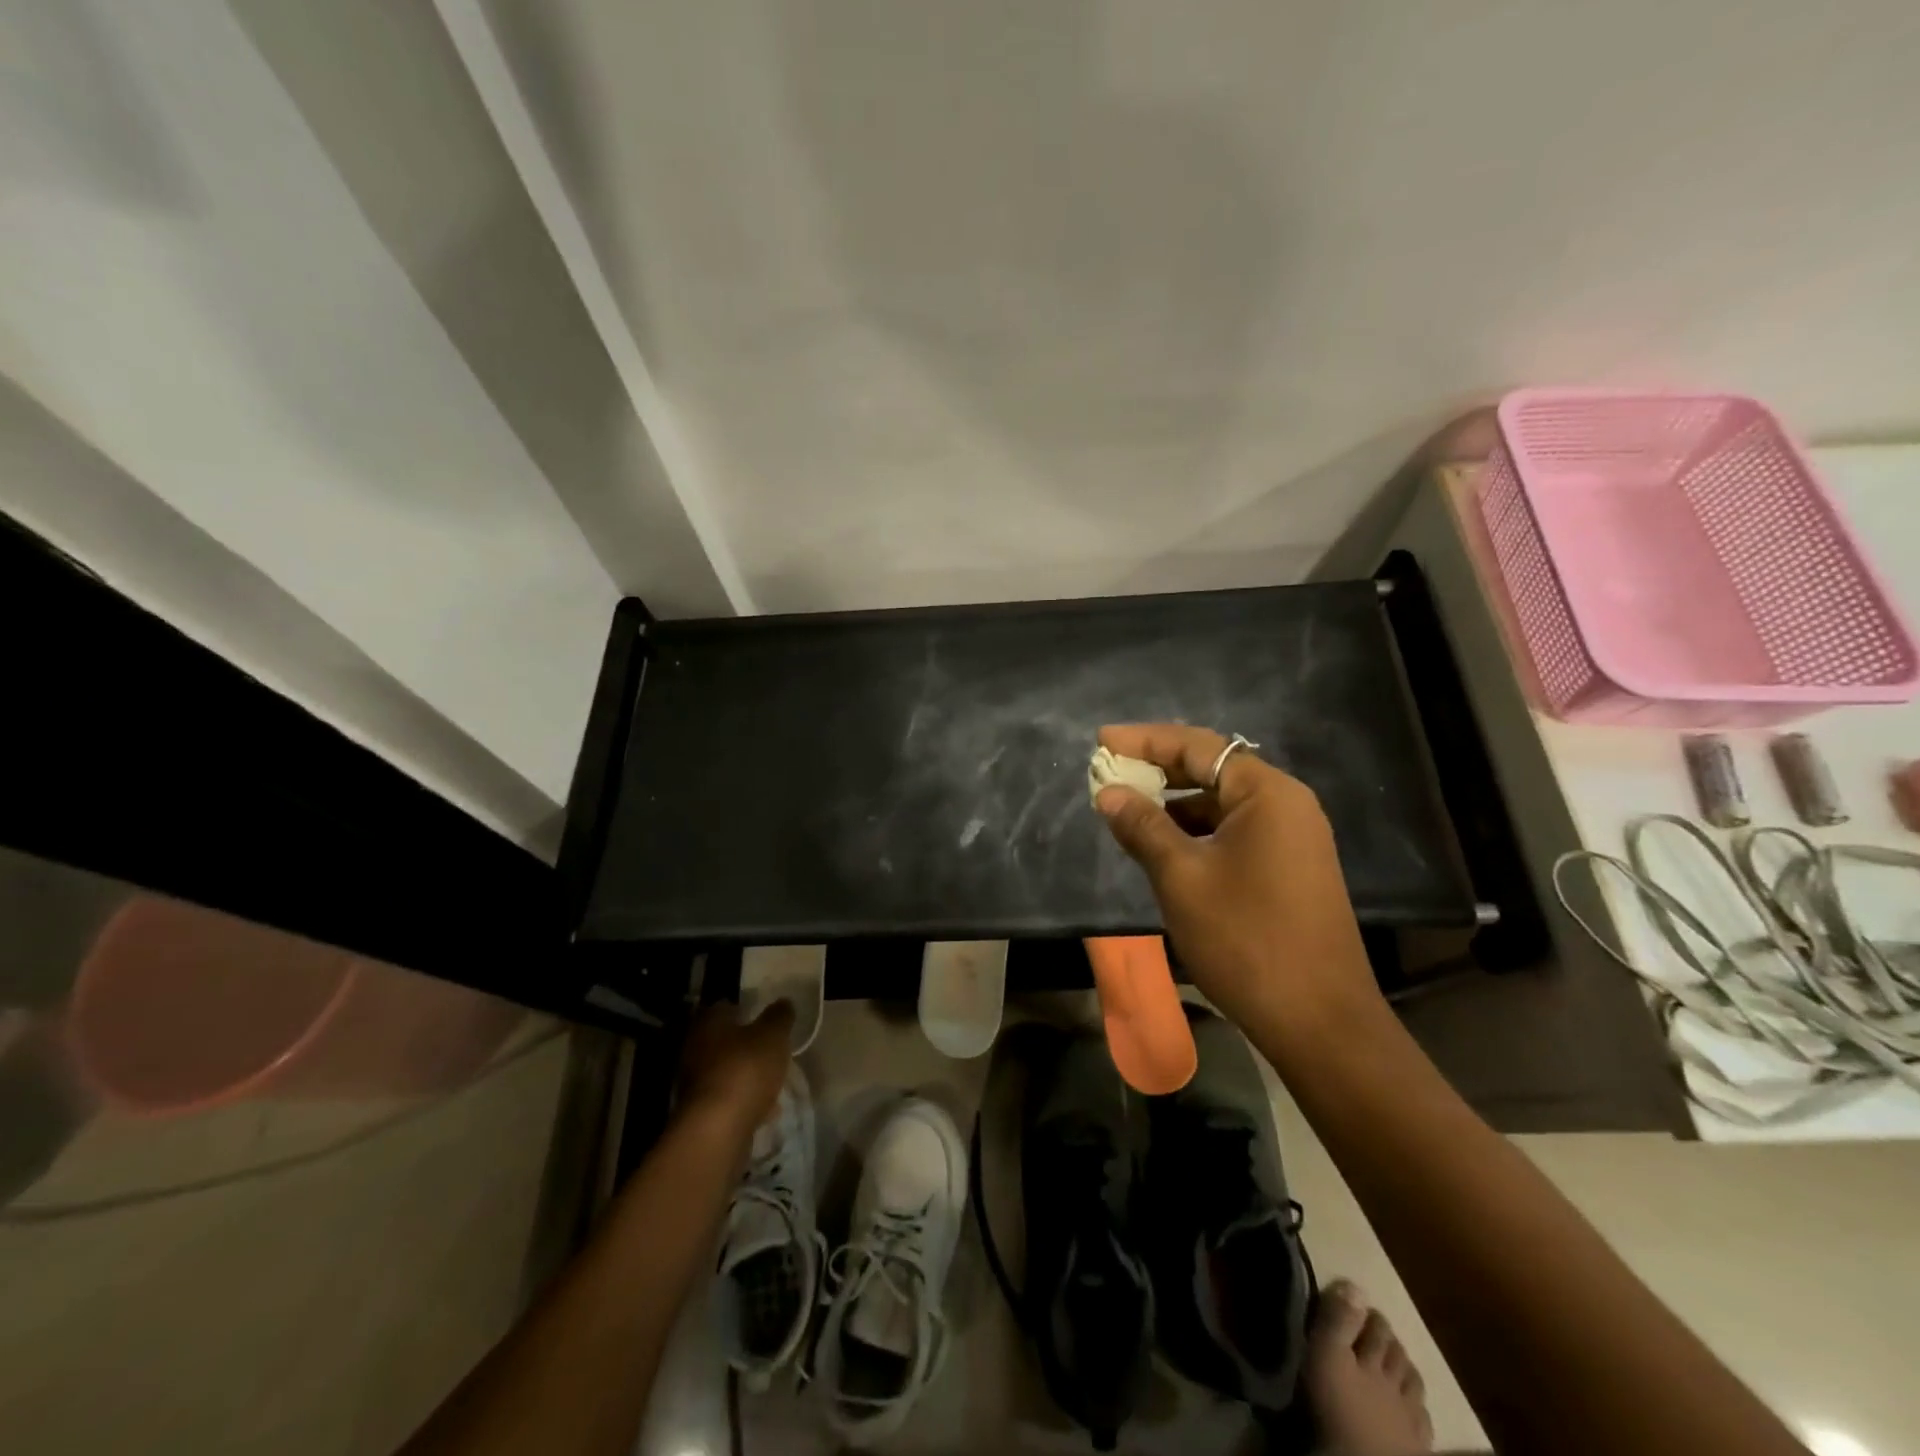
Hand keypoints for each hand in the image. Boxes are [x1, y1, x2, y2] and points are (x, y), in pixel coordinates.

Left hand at [676, 1003, 793, 1136]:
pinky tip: (766, 1109)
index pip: (726, 1007)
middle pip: (725, 1041)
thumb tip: (783, 1002)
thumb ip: (779, 1016)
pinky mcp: (701, 1114)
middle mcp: (694, 1049)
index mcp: (708, 1023)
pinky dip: (744, 1101)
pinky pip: (728, 1099)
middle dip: (747, 1046)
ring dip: (746, 1075)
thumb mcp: (773, 1035)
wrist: (717, 1131)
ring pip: (726, 1071)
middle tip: (772, 1049)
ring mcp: (694, 1084)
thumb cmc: (745, 1069)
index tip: (767, 1018)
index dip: (747, 1010)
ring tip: (774, 1080)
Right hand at [1093, 724, 1382, 1040]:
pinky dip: (1196, 831)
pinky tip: (1163, 846)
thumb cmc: (1245, 939)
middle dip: (1158, 769)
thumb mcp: (1181, 877)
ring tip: (1127, 811)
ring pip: (1222, 804)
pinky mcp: (1290, 868)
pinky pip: (1234, 832)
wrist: (1318, 1021)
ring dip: (1174, 804)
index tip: (1101, 741)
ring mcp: (1292, 838)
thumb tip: (1109, 793)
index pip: (1197, 747)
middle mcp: (1286, 805)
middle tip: (1109, 772)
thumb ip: (1143, 827)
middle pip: (1212, 769)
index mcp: (1266, 794)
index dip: (1145, 740)